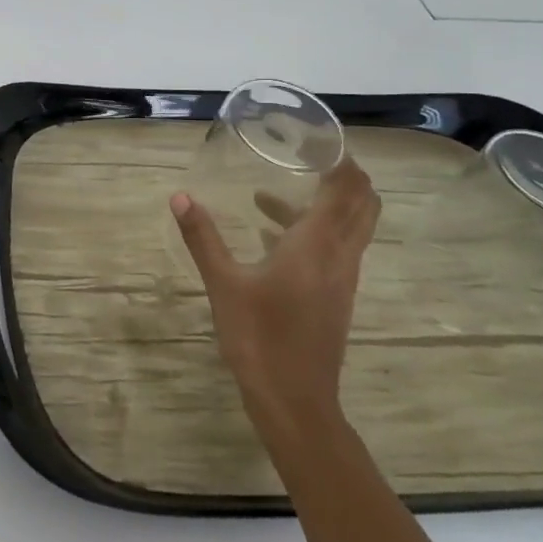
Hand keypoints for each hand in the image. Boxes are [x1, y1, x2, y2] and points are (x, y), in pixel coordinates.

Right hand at [169, 160, 380, 432]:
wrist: (295, 402)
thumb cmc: (259, 338)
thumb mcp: (224, 285)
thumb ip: (203, 238)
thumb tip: (180, 196)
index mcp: (316, 245)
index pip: (345, 189)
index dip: (341, 160)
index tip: (318, 139)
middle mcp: (339, 256)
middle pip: (363, 204)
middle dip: (345, 176)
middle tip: (309, 156)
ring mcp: (342, 279)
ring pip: (352, 227)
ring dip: (328, 203)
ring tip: (276, 192)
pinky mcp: (336, 298)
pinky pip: (337, 249)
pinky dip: (316, 230)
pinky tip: (271, 235)